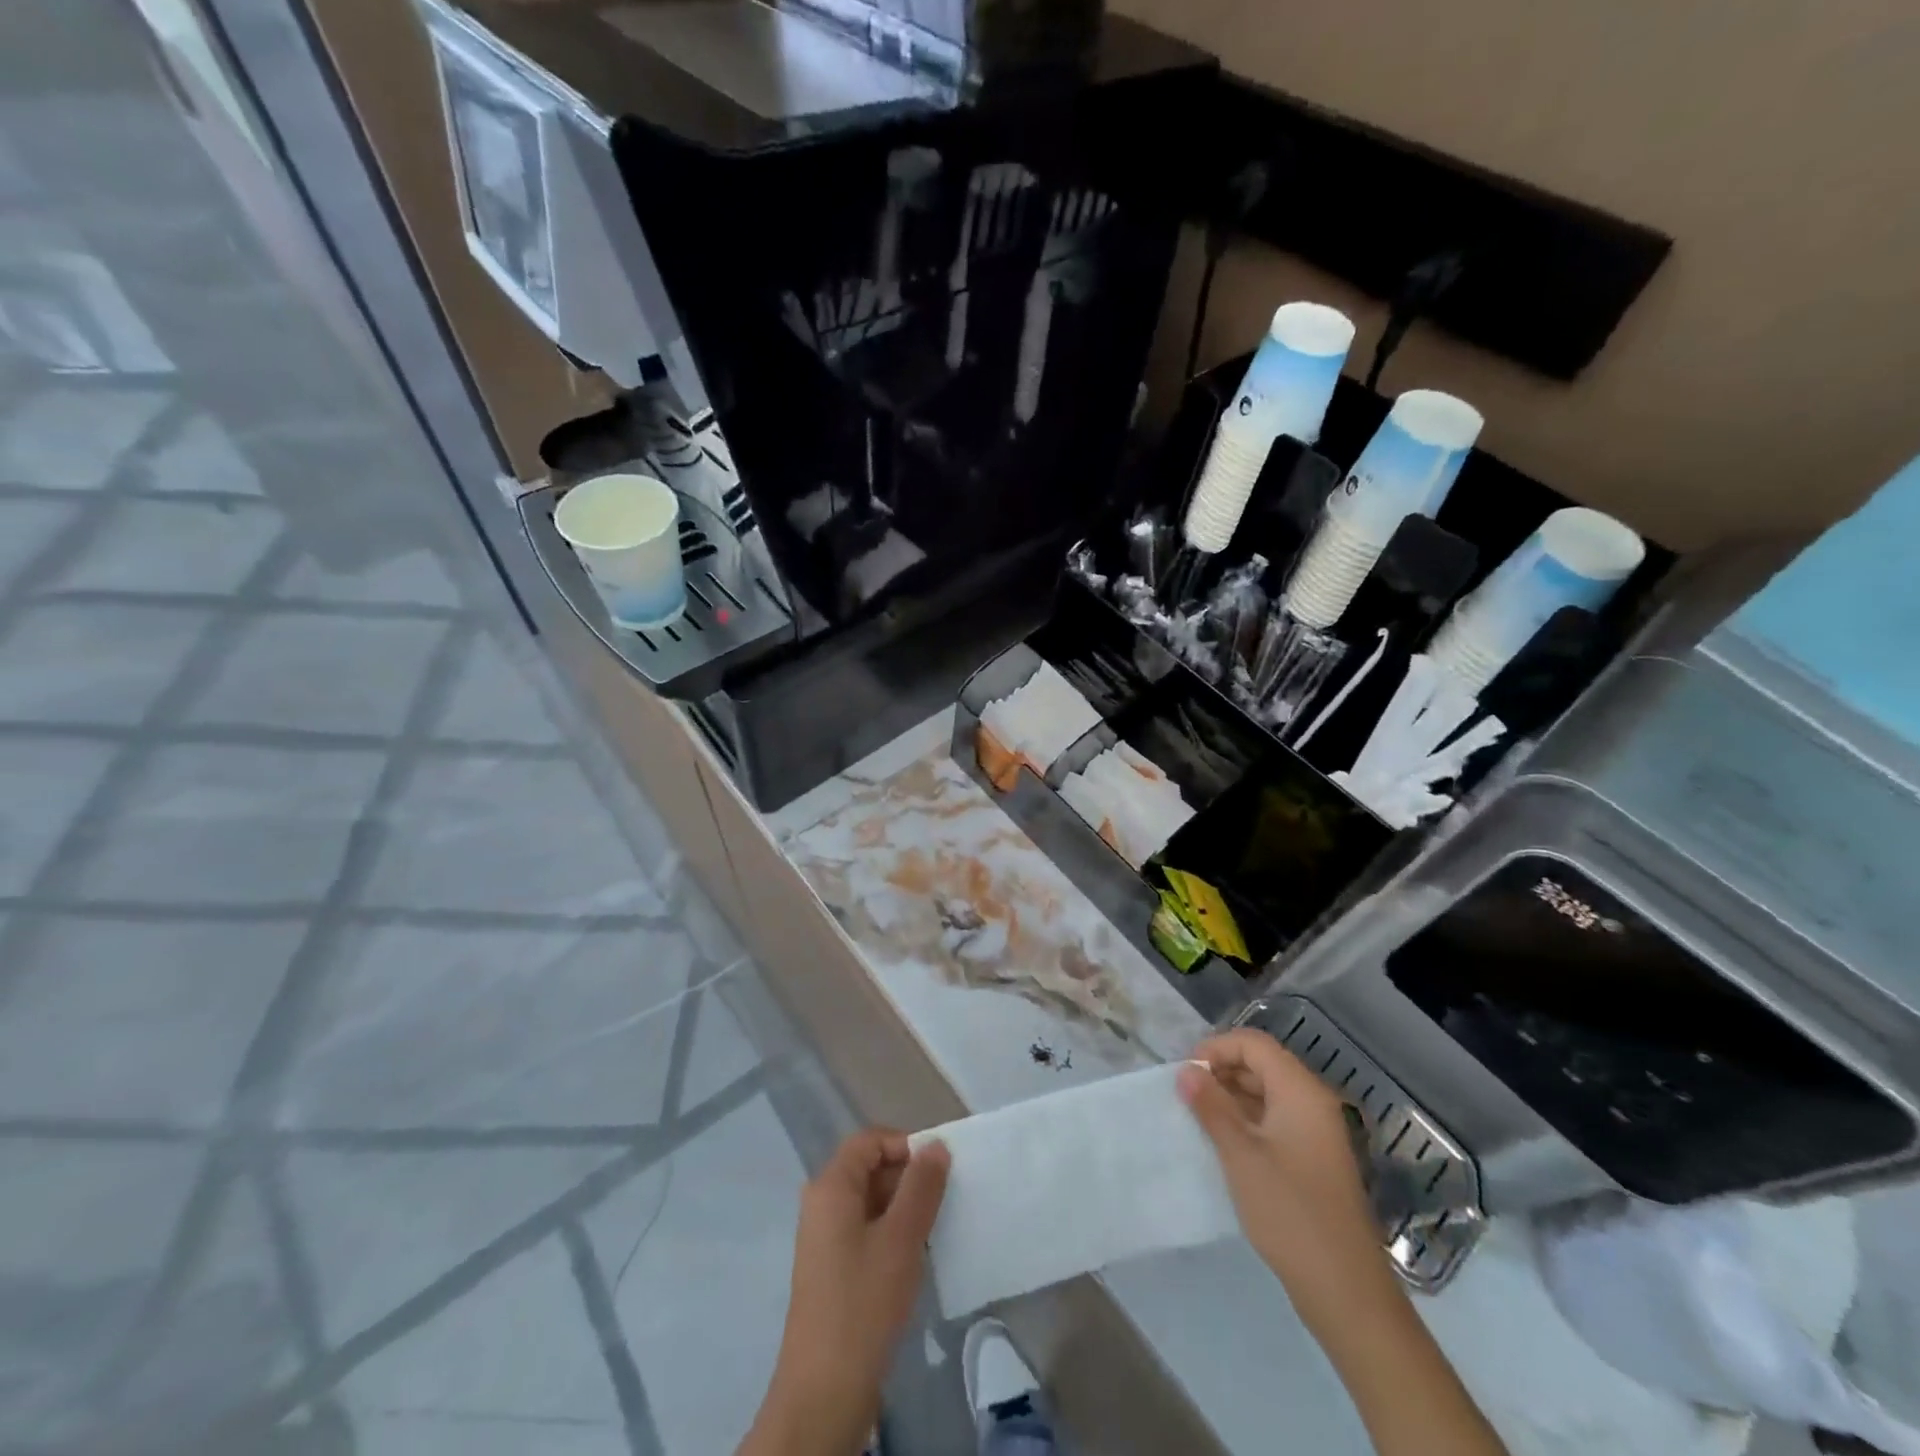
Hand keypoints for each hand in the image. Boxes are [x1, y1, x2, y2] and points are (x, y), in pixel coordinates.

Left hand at [748, 1129, 949, 1455]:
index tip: (939, 1172)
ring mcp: (824, 1238)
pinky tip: (915, 1258)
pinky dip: (891, 1234)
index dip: (905, 1145)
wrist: (824, 1392)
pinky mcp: (831, 1269)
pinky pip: (865, 1230)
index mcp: (831, 1186)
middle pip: (869, 1168)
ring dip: (903, 1209)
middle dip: (908, 1178)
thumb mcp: (902, 1238)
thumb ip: (921, 1186)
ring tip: (935, 1231)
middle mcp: (822, 1203)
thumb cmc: (864, 1303)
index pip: (870, 1140)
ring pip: (870, 1202)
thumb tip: (935, 1145)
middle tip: (943, 1202)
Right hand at [1177, 1029, 1393, 1338]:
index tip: (1185, 1074)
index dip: (1216, 1048)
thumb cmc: (1290, 1212)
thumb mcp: (1240, 1155)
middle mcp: (1313, 1103)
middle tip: (1186, 1095)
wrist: (1346, 1291)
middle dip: (1221, 1071)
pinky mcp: (1314, 1161)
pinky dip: (1247, 1121)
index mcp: (1301, 1092)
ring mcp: (1317, 1134)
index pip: (1254, 1044)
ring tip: (1197, 1118)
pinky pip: (1276, 1121)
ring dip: (1231, 1097)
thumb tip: (1186, 1071)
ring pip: (1268, 1094)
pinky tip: (1223, 1143)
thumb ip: (1211, 1107)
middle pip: (1262, 1065)